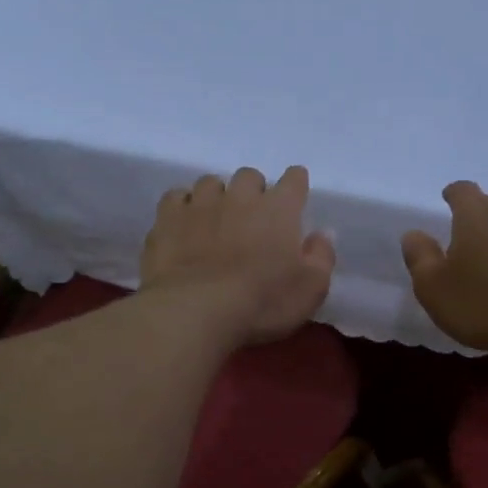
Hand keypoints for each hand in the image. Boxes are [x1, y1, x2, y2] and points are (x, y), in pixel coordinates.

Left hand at [142, 166, 335, 346]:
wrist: (195, 310)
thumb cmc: (262, 303)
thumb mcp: (310, 290)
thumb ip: (321, 257)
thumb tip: (321, 234)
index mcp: (279, 209)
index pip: (294, 180)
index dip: (295, 186)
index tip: (294, 200)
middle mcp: (240, 196)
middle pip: (249, 176)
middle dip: (253, 192)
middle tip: (252, 221)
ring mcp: (200, 204)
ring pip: (211, 183)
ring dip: (216, 197)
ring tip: (215, 222)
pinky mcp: (167, 218)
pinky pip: (176, 197)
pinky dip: (182, 207)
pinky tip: (183, 225)